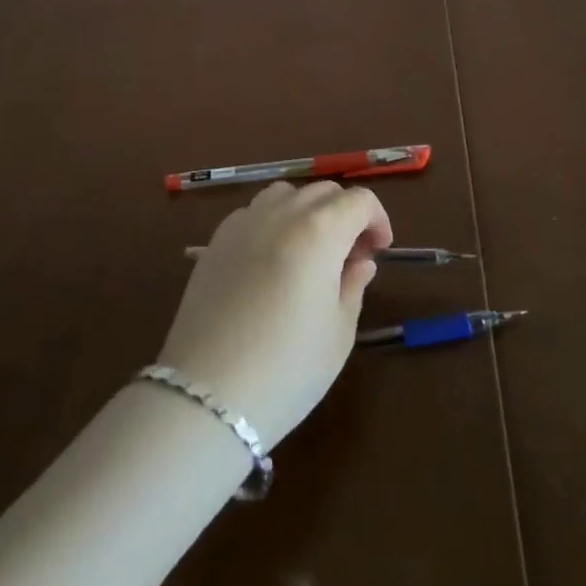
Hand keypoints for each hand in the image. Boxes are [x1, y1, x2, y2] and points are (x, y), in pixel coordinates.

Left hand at [157, 180, 391, 449]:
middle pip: (323, 191)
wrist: (207, 394)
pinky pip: (254, 212)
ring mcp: (244, 222)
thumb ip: (353, 286)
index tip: (378, 250)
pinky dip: (274, 222)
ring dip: (307, 211)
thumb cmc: (287, 368)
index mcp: (320, 230)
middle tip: (350, 255)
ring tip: (310, 250)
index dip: (377, 219)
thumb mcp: (338, 332)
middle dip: (345, 214)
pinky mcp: (216, 240)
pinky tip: (272, 260)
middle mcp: (282, 213)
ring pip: (286, 194)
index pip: (359, 201)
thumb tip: (360, 262)